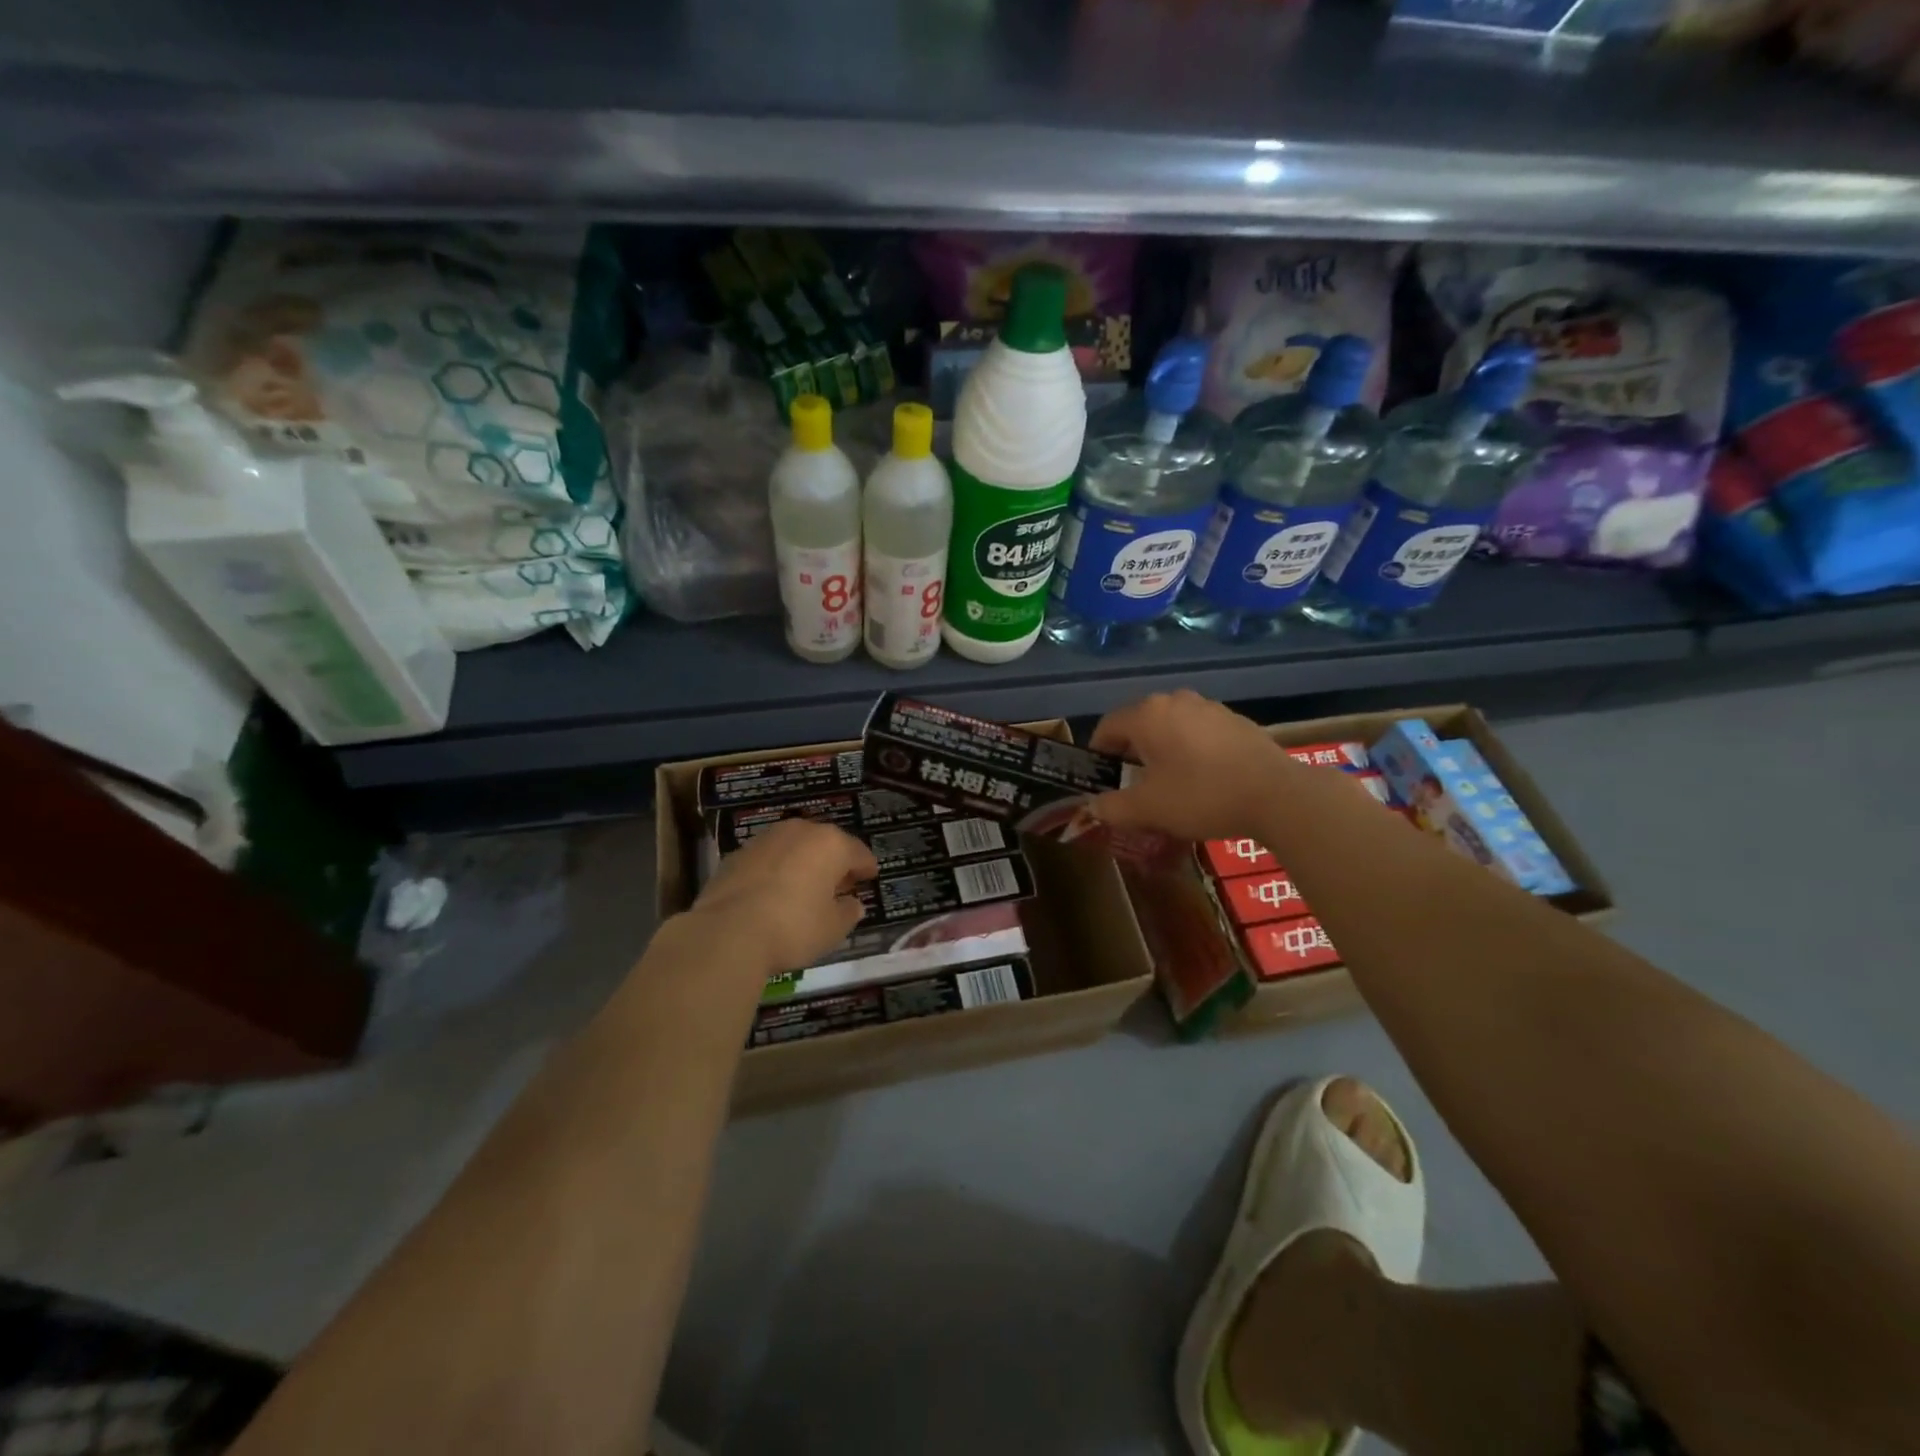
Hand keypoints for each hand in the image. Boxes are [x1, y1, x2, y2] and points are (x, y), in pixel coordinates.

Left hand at [685, 818, 878, 974]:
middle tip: (839, 883)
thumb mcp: (833, 929)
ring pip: (794, 847)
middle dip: (834, 862)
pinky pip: (768, 859)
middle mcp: (799, 831)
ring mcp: (765, 839)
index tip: (870, 876)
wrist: (727, 932)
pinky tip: (774, 892)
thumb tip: (853, 904)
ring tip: (805, 887)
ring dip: (803, 863)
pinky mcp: (737, 854)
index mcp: (830, 844)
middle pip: (825, 843)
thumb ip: (848, 912)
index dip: (866, 866)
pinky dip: (776, 871)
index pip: (858, 852)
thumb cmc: (793, 928)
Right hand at [1089, 690, 1296, 841]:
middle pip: (1140, 724)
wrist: (1277, 795)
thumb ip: (1112, 807)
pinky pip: (1199, 733)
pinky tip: (1202, 779)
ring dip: (1162, 751)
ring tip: (1168, 784)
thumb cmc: (1201, 796)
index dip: (1098, 754)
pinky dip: (1190, 751)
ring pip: (1171, 727)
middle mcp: (1175, 700)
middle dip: (1131, 753)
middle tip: (1132, 786)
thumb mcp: (1148, 809)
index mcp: (1147, 715)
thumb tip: (1094, 807)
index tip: (1101, 780)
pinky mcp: (1235, 721)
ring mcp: (1209, 707)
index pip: (1107, 727)